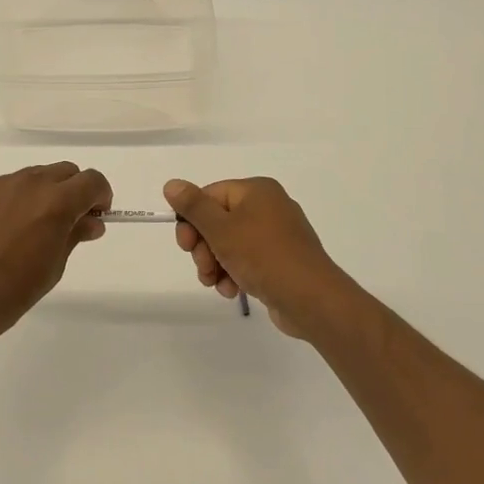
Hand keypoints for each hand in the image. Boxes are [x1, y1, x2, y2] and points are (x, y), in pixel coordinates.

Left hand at [0, 163, 112, 341]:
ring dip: (46, 192)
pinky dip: (18, 199)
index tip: (97, 216)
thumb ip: (75, 234)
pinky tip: (6, 230)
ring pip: (36, 176)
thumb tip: (92, 221)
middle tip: (70, 221)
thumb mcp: (55, 265)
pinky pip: (8, 187)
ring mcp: (0, 185)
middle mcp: (30, 183)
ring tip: (35, 227)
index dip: (101, 196)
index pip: (92, 181)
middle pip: (65, 171)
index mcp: (56, 201)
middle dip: (75, 191)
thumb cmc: (14, 289)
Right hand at [164, 177, 363, 340]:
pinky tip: (232, 290)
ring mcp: (278, 235)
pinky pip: (249, 260)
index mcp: (257, 191)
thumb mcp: (221, 229)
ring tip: (216, 284)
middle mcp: (269, 207)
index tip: (184, 245)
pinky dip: (235, 273)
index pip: (210, 196)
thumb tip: (172, 184)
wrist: (311, 299)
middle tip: (203, 268)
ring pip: (231, 244)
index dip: (192, 220)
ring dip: (216, 264)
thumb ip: (194, 206)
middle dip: (204, 247)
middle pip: (219, 221)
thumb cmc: (262, 256)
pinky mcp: (282, 260)